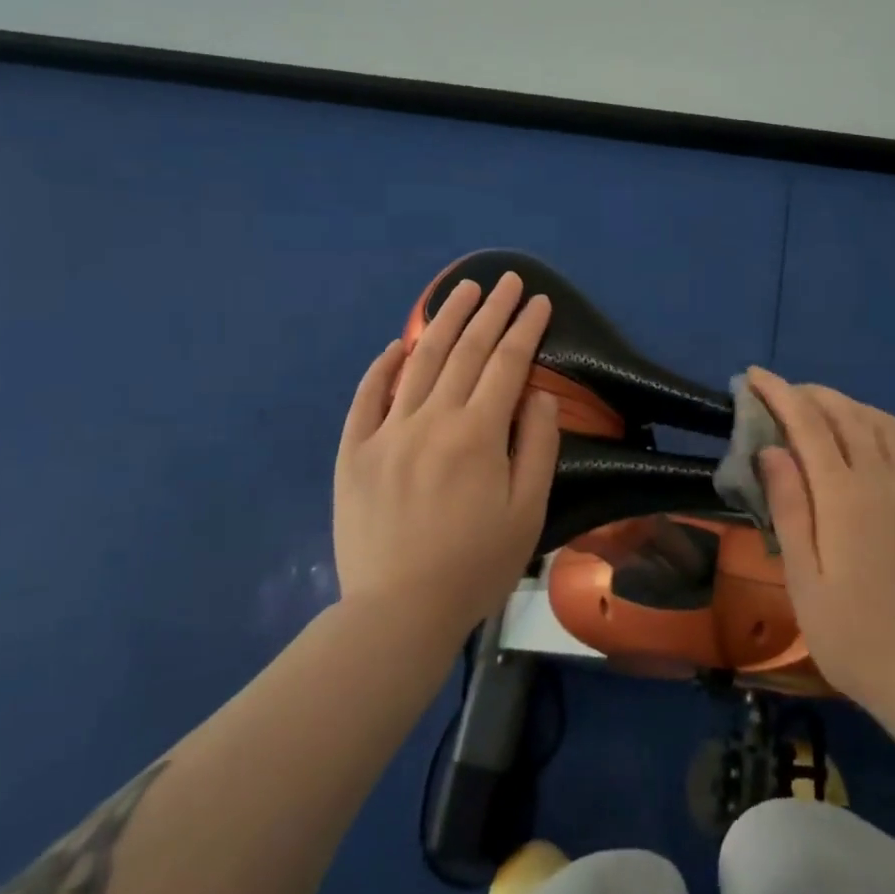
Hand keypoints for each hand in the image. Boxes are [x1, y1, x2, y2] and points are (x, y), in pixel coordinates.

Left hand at [333, 271, 559, 637]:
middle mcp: (432, 419)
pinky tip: (397, 345)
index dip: (526, 328)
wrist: (397, 613)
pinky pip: (367, 396)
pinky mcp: (354, 451)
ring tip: (462, 289)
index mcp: (477, 434)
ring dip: (444, 320)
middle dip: (491, 310)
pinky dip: (383, 366)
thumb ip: (537, 447)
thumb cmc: (475, 565)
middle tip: (507, 279)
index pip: (508, 364)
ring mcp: (387, 431)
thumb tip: (538, 395)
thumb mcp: (527, 512)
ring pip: (420, 361)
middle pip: (466, 350)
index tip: (540, 301)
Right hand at [747, 367, 894, 720]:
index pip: (807, 423)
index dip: (778, 393)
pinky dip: (874, 424)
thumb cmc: (852, 635)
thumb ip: (789, 506)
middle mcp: (884, 477)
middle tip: (778, 393)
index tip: (753, 376)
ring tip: (814, 410)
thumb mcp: (803, 578)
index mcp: (845, 496)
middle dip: (808, 392)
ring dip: (843, 403)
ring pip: (878, 420)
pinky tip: (861, 440)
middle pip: (844, 412)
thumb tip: (771, 449)